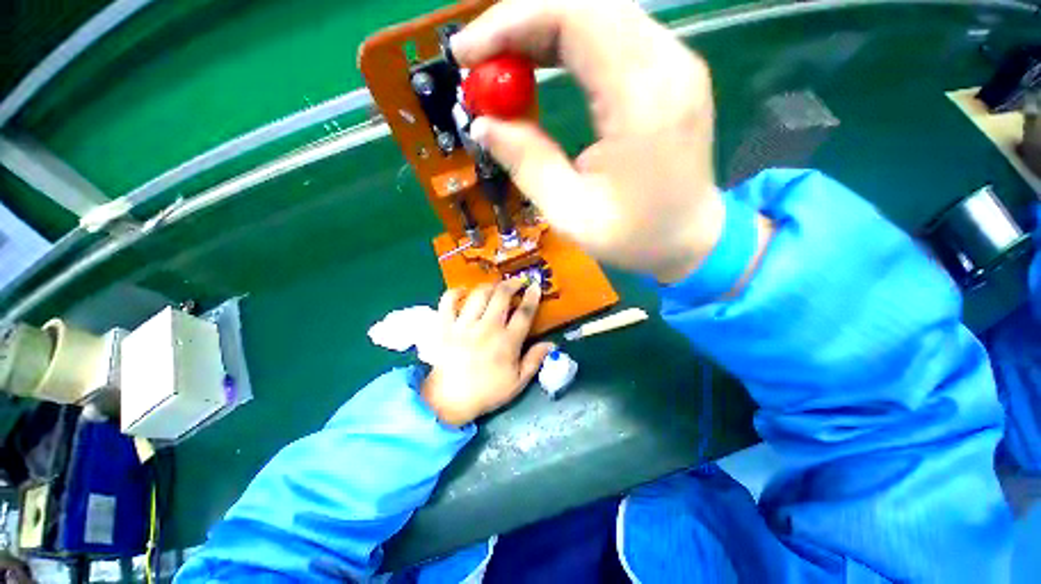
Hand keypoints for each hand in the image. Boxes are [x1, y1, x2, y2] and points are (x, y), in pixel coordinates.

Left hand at [422, 280, 554, 425]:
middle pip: (501, 296)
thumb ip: (535, 361)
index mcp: (507, 343)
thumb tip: (551, 343)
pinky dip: (455, 292)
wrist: (449, 401)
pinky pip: (448, 301)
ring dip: (490, 286)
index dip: (532, 297)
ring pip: (478, 294)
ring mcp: (463, 326)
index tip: (535, 286)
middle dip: (512, 284)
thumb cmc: (487, 392)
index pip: (524, 313)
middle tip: (518, 281)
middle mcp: (487, 329)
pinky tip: (464, 292)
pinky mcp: (445, 326)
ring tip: (495, 287)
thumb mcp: (517, 382)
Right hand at [452, 0, 771, 283]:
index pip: (574, 17)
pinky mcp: (669, 71)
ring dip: (540, 30)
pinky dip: (566, 41)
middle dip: (520, 23)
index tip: (465, 54)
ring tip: (501, 64)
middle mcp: (667, 63)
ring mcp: (674, 62)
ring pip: (598, 12)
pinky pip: (612, 34)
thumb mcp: (570, 213)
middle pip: (586, 2)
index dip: (510, 23)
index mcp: (643, 100)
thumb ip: (526, 163)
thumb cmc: (633, 237)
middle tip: (479, 60)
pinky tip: (539, 65)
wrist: (689, 239)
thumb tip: (482, 123)